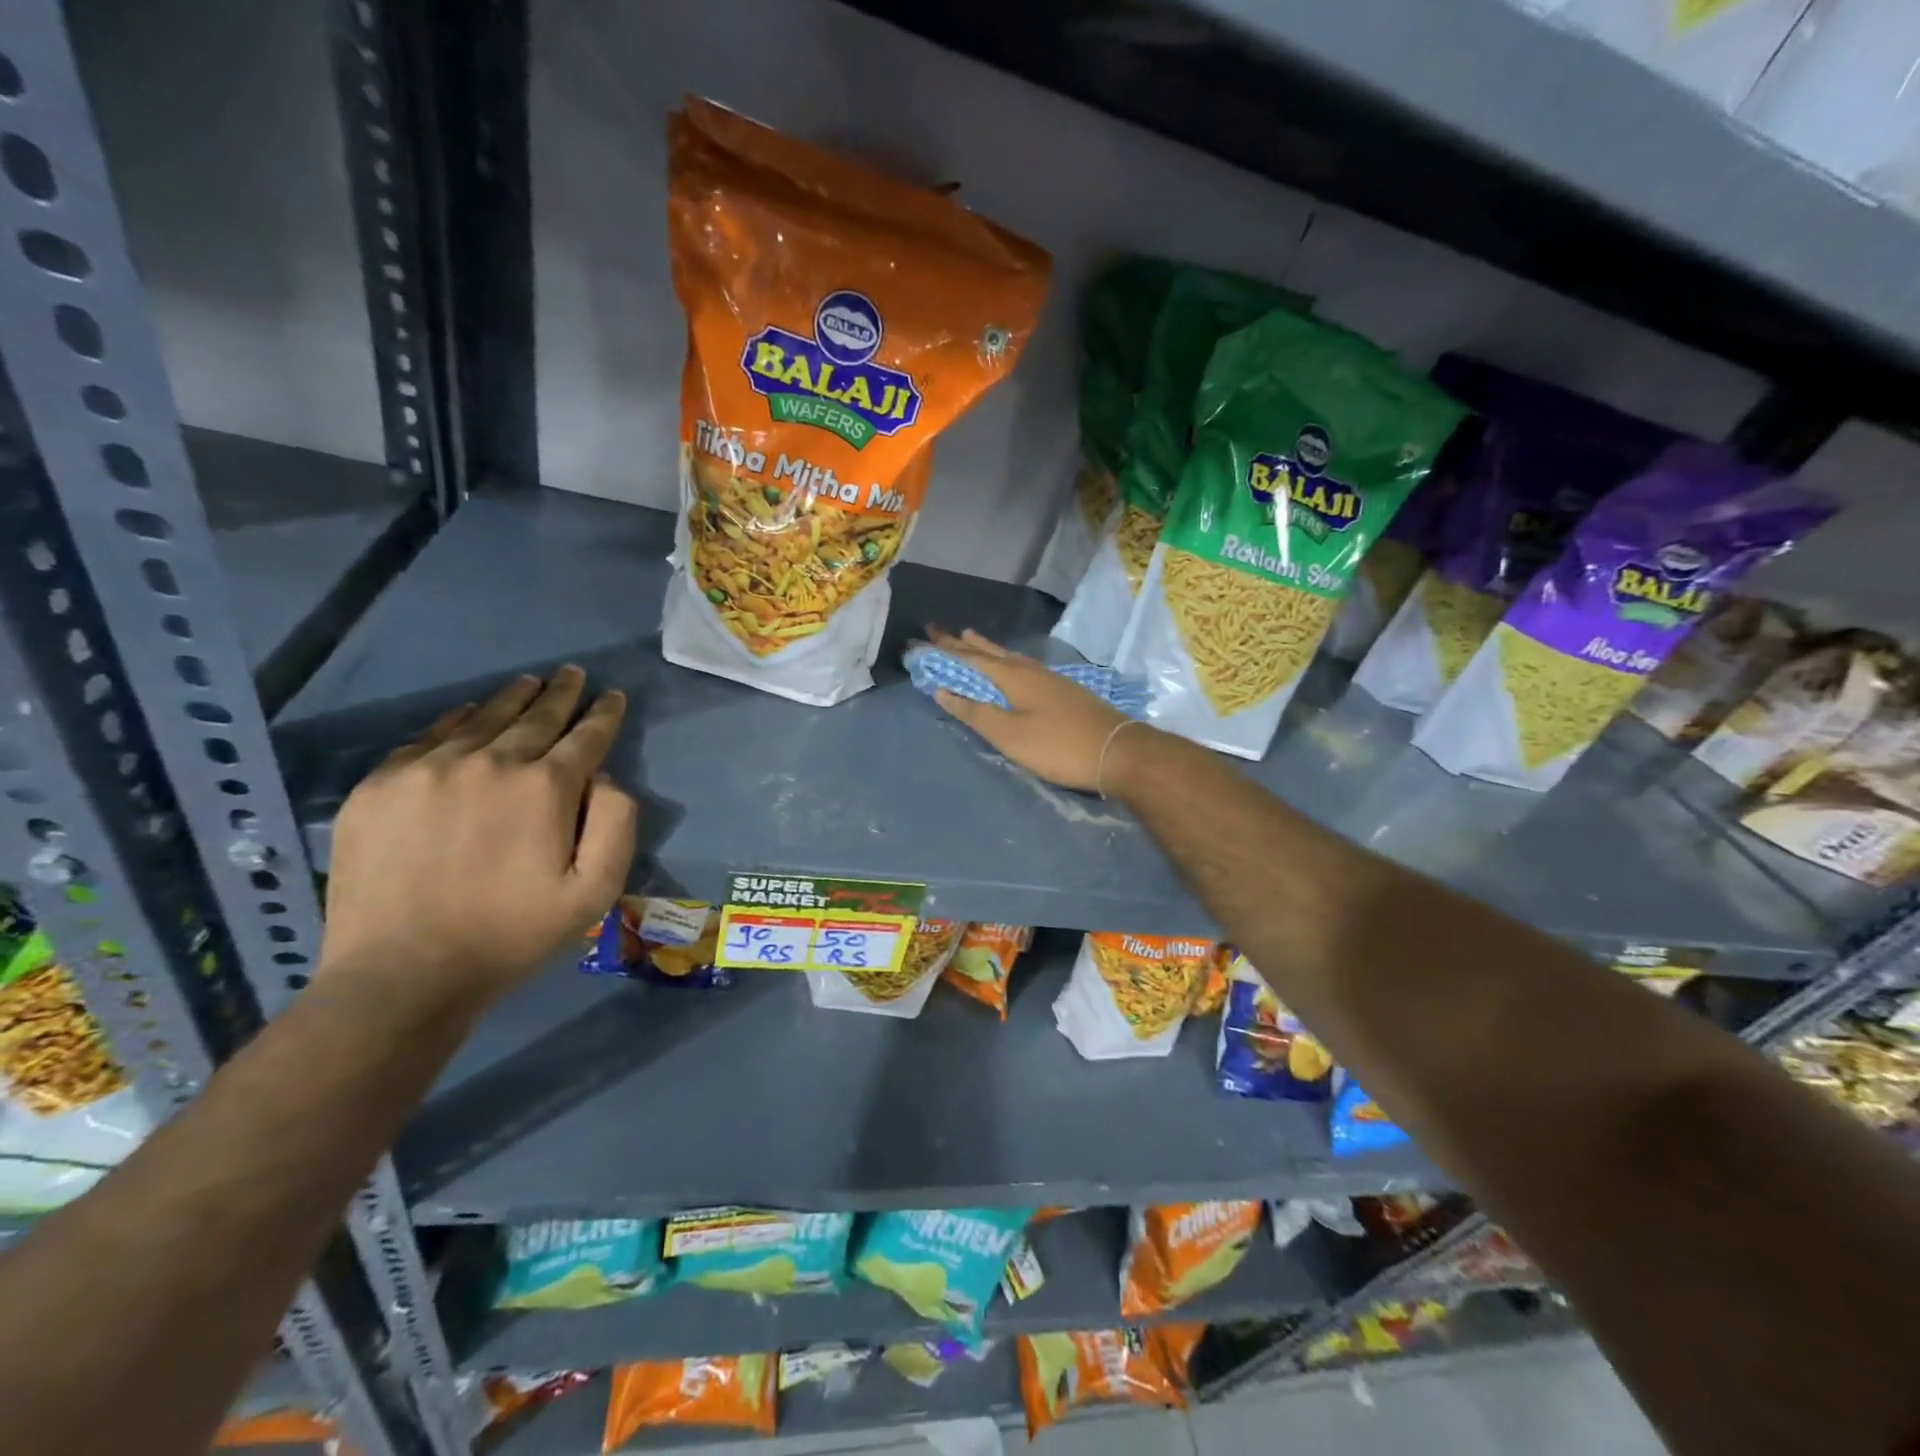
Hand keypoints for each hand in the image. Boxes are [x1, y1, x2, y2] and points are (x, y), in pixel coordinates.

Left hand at [320, 666, 637, 1012]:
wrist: (402, 974)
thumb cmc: (513, 935)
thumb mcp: (596, 890)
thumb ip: (617, 823)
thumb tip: (604, 777)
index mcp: (546, 788)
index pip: (586, 736)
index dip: (604, 714)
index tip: (612, 695)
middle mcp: (490, 763)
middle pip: (536, 717)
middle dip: (562, 693)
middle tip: (574, 674)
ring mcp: (428, 769)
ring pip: (483, 718)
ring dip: (513, 698)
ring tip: (530, 682)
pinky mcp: (380, 785)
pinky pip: (429, 737)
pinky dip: (458, 720)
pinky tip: (470, 714)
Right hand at [925, 628, 1132, 792]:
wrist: (1117, 751)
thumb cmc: (1057, 745)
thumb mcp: (1008, 735)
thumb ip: (975, 712)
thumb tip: (942, 691)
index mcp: (1012, 676)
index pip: (969, 658)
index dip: (943, 650)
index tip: (921, 639)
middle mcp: (1029, 670)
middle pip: (989, 652)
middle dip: (962, 643)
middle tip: (938, 630)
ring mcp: (1049, 678)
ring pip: (1008, 657)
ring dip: (985, 648)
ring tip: (970, 638)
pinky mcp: (1062, 690)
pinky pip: (1022, 667)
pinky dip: (1005, 661)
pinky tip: (1009, 666)